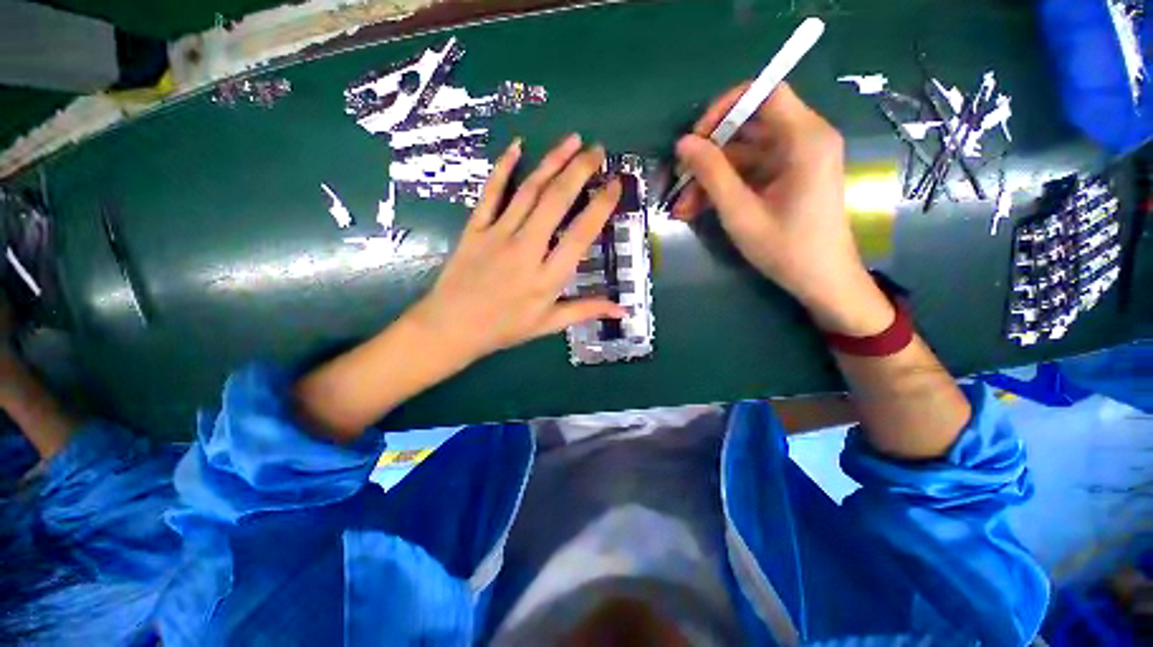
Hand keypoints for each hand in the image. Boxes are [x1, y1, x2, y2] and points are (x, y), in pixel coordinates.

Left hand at [407, 134, 623, 364]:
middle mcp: (526, 250)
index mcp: (547, 277)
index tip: (615, 184)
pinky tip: (517, 146)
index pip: (581, 234)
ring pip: (528, 191)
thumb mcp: (548, 324)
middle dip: (579, 170)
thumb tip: (623, 311)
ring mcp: (498, 235)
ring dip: (552, 162)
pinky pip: (490, 193)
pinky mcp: (475, 228)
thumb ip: (586, 311)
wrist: (451, 328)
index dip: (601, 206)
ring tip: (572, 140)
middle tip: (597, 150)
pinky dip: (503, 168)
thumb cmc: (504, 328)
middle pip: (556, 201)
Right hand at [673, 83, 891, 335]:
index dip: (725, 108)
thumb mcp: (741, 212)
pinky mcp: (788, 179)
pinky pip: (750, 173)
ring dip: (710, 179)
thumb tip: (683, 142)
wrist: (822, 281)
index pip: (764, 94)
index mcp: (805, 139)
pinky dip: (724, 189)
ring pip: (743, 155)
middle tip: (680, 181)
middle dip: (709, 155)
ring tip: (682, 208)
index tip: (696, 138)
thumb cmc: (786, 249)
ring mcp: (795, 161)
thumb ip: (712, 174)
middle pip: (748, 128)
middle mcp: (804, 140)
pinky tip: (698, 210)